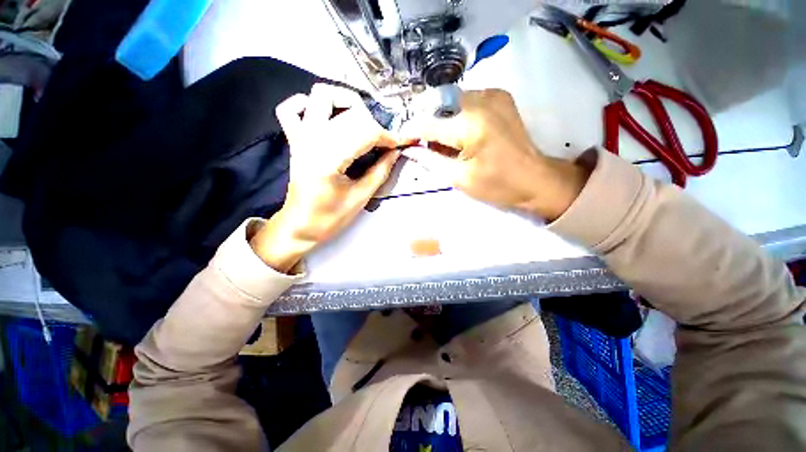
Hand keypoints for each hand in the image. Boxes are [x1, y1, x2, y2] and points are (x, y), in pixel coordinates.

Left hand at [250, 84, 401, 272]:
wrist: (300, 225)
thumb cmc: (329, 217)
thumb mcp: (361, 197)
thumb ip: (380, 171)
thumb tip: (395, 152)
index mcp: (329, 159)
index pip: (366, 132)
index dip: (388, 136)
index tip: (400, 143)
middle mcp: (313, 140)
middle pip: (350, 112)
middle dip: (375, 123)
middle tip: (385, 139)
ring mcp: (301, 136)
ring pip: (321, 95)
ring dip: (346, 101)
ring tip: (362, 119)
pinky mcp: (294, 139)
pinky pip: (291, 108)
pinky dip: (308, 104)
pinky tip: (326, 116)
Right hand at [401, 89, 587, 220]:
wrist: (536, 179)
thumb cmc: (497, 185)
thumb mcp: (459, 178)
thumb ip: (431, 160)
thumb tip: (410, 149)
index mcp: (470, 124)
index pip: (428, 123)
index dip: (411, 131)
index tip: (402, 139)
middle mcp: (481, 99)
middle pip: (440, 107)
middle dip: (429, 125)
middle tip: (427, 145)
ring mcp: (494, 94)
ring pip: (453, 102)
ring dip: (443, 120)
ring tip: (445, 142)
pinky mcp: (501, 97)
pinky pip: (468, 101)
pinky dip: (458, 115)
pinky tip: (461, 133)